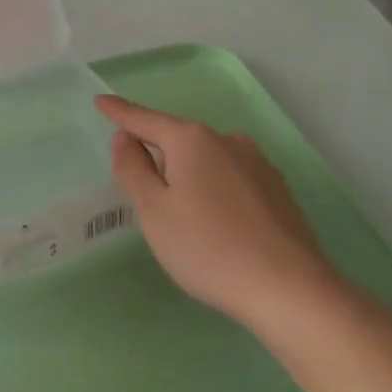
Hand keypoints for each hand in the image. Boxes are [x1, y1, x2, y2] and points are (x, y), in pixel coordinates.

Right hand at [97, 95, 339, 330]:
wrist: (291, 290)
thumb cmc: (207, 248)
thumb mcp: (154, 211)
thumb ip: (133, 169)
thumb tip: (125, 137)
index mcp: (192, 140)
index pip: (144, 119)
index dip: (120, 112)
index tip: (100, 101)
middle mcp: (227, 141)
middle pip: (178, 141)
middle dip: (158, 156)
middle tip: (144, 194)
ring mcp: (258, 164)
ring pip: (208, 161)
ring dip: (189, 177)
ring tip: (185, 219)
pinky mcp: (278, 191)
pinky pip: (232, 180)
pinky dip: (215, 192)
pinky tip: (219, 226)